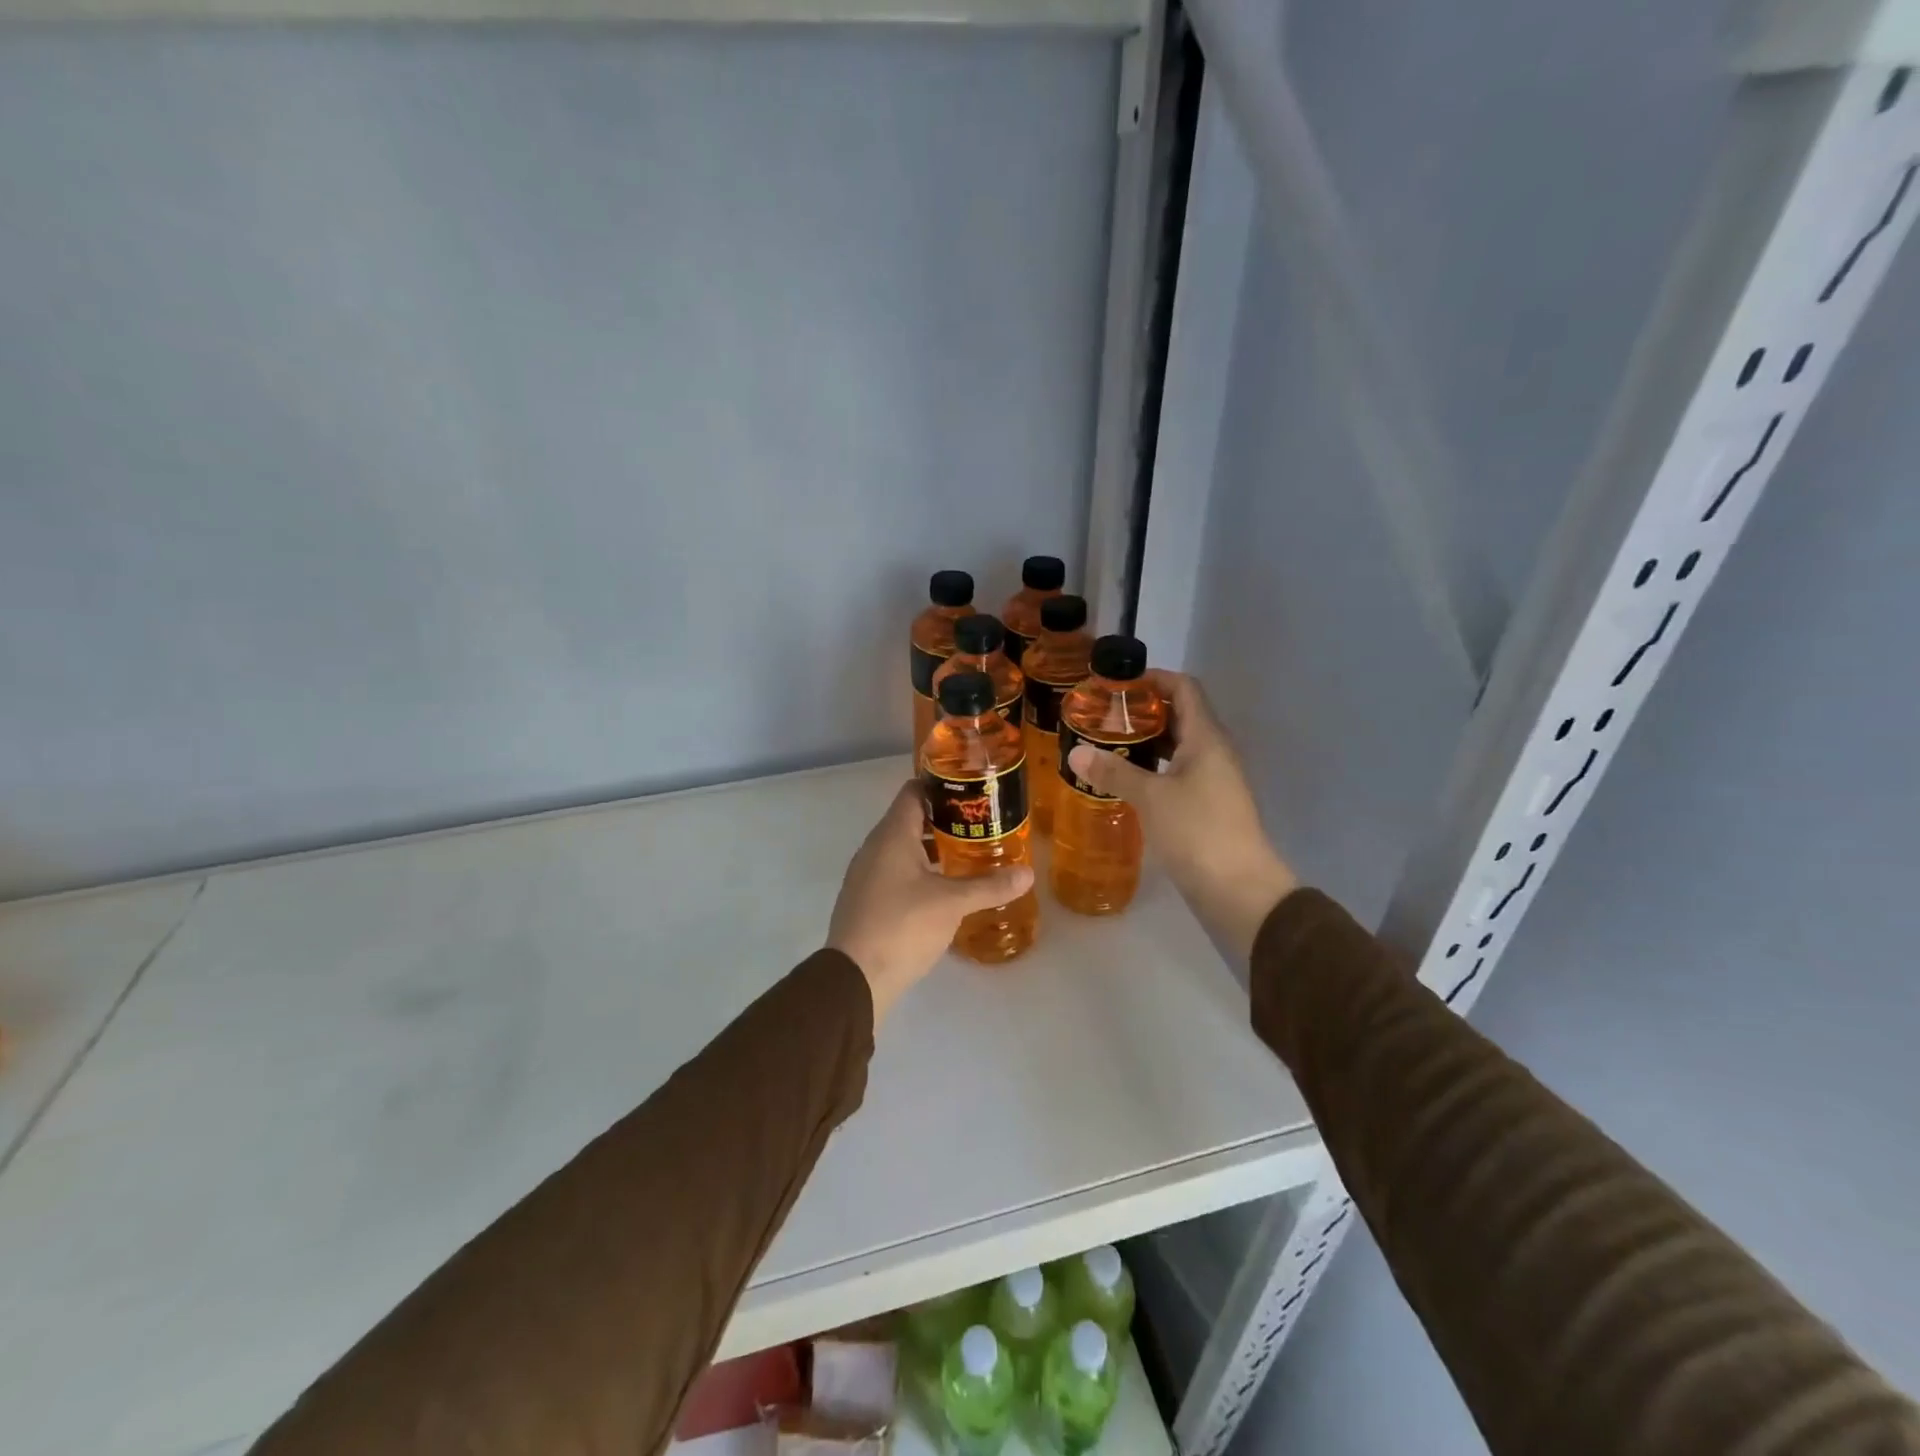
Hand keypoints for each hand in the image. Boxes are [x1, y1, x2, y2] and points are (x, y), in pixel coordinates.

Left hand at [828, 781, 1035, 1025]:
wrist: (854, 978)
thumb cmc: (902, 926)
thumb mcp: (952, 904)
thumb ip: (989, 885)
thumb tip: (1027, 874)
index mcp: (892, 835)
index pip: (914, 791)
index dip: (941, 785)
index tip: (972, 791)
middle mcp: (874, 847)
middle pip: (910, 819)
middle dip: (945, 819)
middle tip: (981, 824)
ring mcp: (867, 874)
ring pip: (903, 848)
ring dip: (933, 848)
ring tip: (969, 855)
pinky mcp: (866, 899)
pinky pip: (895, 872)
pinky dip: (919, 871)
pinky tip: (943, 889)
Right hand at [1066, 671, 1296, 960]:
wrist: (1239, 889)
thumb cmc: (1198, 831)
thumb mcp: (1151, 797)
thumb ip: (1113, 771)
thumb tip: (1075, 752)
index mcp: (1206, 738)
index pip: (1184, 688)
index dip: (1153, 678)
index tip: (1116, 684)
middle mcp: (1214, 751)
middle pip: (1180, 715)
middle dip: (1143, 711)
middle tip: (1102, 715)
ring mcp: (1213, 780)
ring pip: (1178, 746)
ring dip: (1146, 741)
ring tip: (1107, 744)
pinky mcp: (1207, 805)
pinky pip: (1178, 772)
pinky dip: (1153, 768)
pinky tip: (1126, 780)